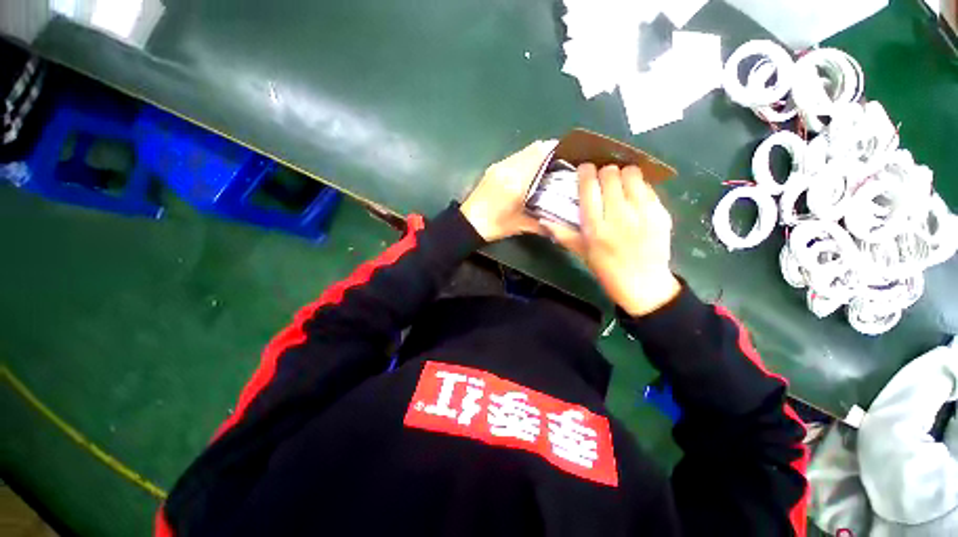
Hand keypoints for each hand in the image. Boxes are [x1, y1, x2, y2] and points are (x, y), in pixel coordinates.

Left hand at [461, 140, 557, 241]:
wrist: (468, 224)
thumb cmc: (495, 225)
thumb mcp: (520, 225)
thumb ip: (542, 223)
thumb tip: (560, 224)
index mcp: (516, 180)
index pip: (539, 154)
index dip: (555, 150)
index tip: (568, 155)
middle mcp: (508, 167)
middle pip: (533, 148)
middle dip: (548, 152)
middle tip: (561, 163)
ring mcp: (499, 166)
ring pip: (523, 152)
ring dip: (536, 155)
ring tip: (547, 167)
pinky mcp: (493, 169)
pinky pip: (514, 157)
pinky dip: (525, 160)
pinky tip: (529, 173)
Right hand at [543, 164, 680, 315]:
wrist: (643, 284)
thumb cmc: (606, 269)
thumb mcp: (580, 252)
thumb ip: (562, 234)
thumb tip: (542, 220)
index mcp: (595, 227)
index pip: (589, 186)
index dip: (586, 171)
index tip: (585, 169)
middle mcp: (618, 216)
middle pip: (611, 174)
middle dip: (605, 171)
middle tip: (603, 179)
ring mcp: (643, 213)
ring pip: (632, 174)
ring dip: (623, 175)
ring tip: (620, 184)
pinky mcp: (661, 213)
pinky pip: (649, 187)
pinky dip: (639, 187)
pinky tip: (635, 197)